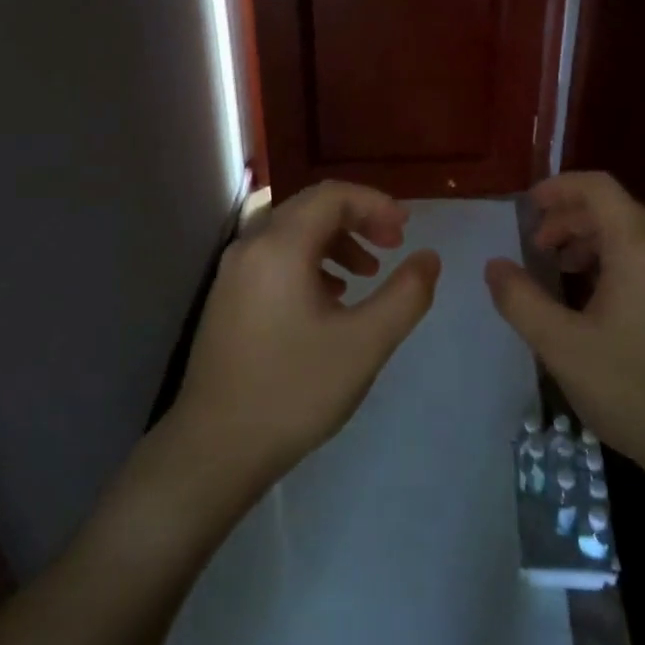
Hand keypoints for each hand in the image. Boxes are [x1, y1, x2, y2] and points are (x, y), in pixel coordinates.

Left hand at [172, 181, 440, 491]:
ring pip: (291, 233)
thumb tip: (429, 257)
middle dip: (357, 219)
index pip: (332, 196)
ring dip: (334, 241)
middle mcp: (250, 246)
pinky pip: (274, 258)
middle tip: (393, 245)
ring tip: (366, 274)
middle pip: (310, 208)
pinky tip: (330, 298)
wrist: (215, 448)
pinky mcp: (227, 297)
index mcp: (280, 246)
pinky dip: (309, 262)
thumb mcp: (364, 344)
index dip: (375, 203)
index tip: (406, 230)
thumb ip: (406, 295)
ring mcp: (233, 272)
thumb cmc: (294, 391)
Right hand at [483, 171, 644, 488]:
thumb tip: (495, 266)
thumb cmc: (636, 389)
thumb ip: (520, 300)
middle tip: (536, 248)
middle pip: (615, 209)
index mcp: (640, 246)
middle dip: (569, 219)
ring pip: (635, 236)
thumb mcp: (562, 346)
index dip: (557, 188)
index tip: (526, 208)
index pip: (597, 187)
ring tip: (563, 272)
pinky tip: (600, 302)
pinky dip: (618, 262)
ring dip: (592, 242)